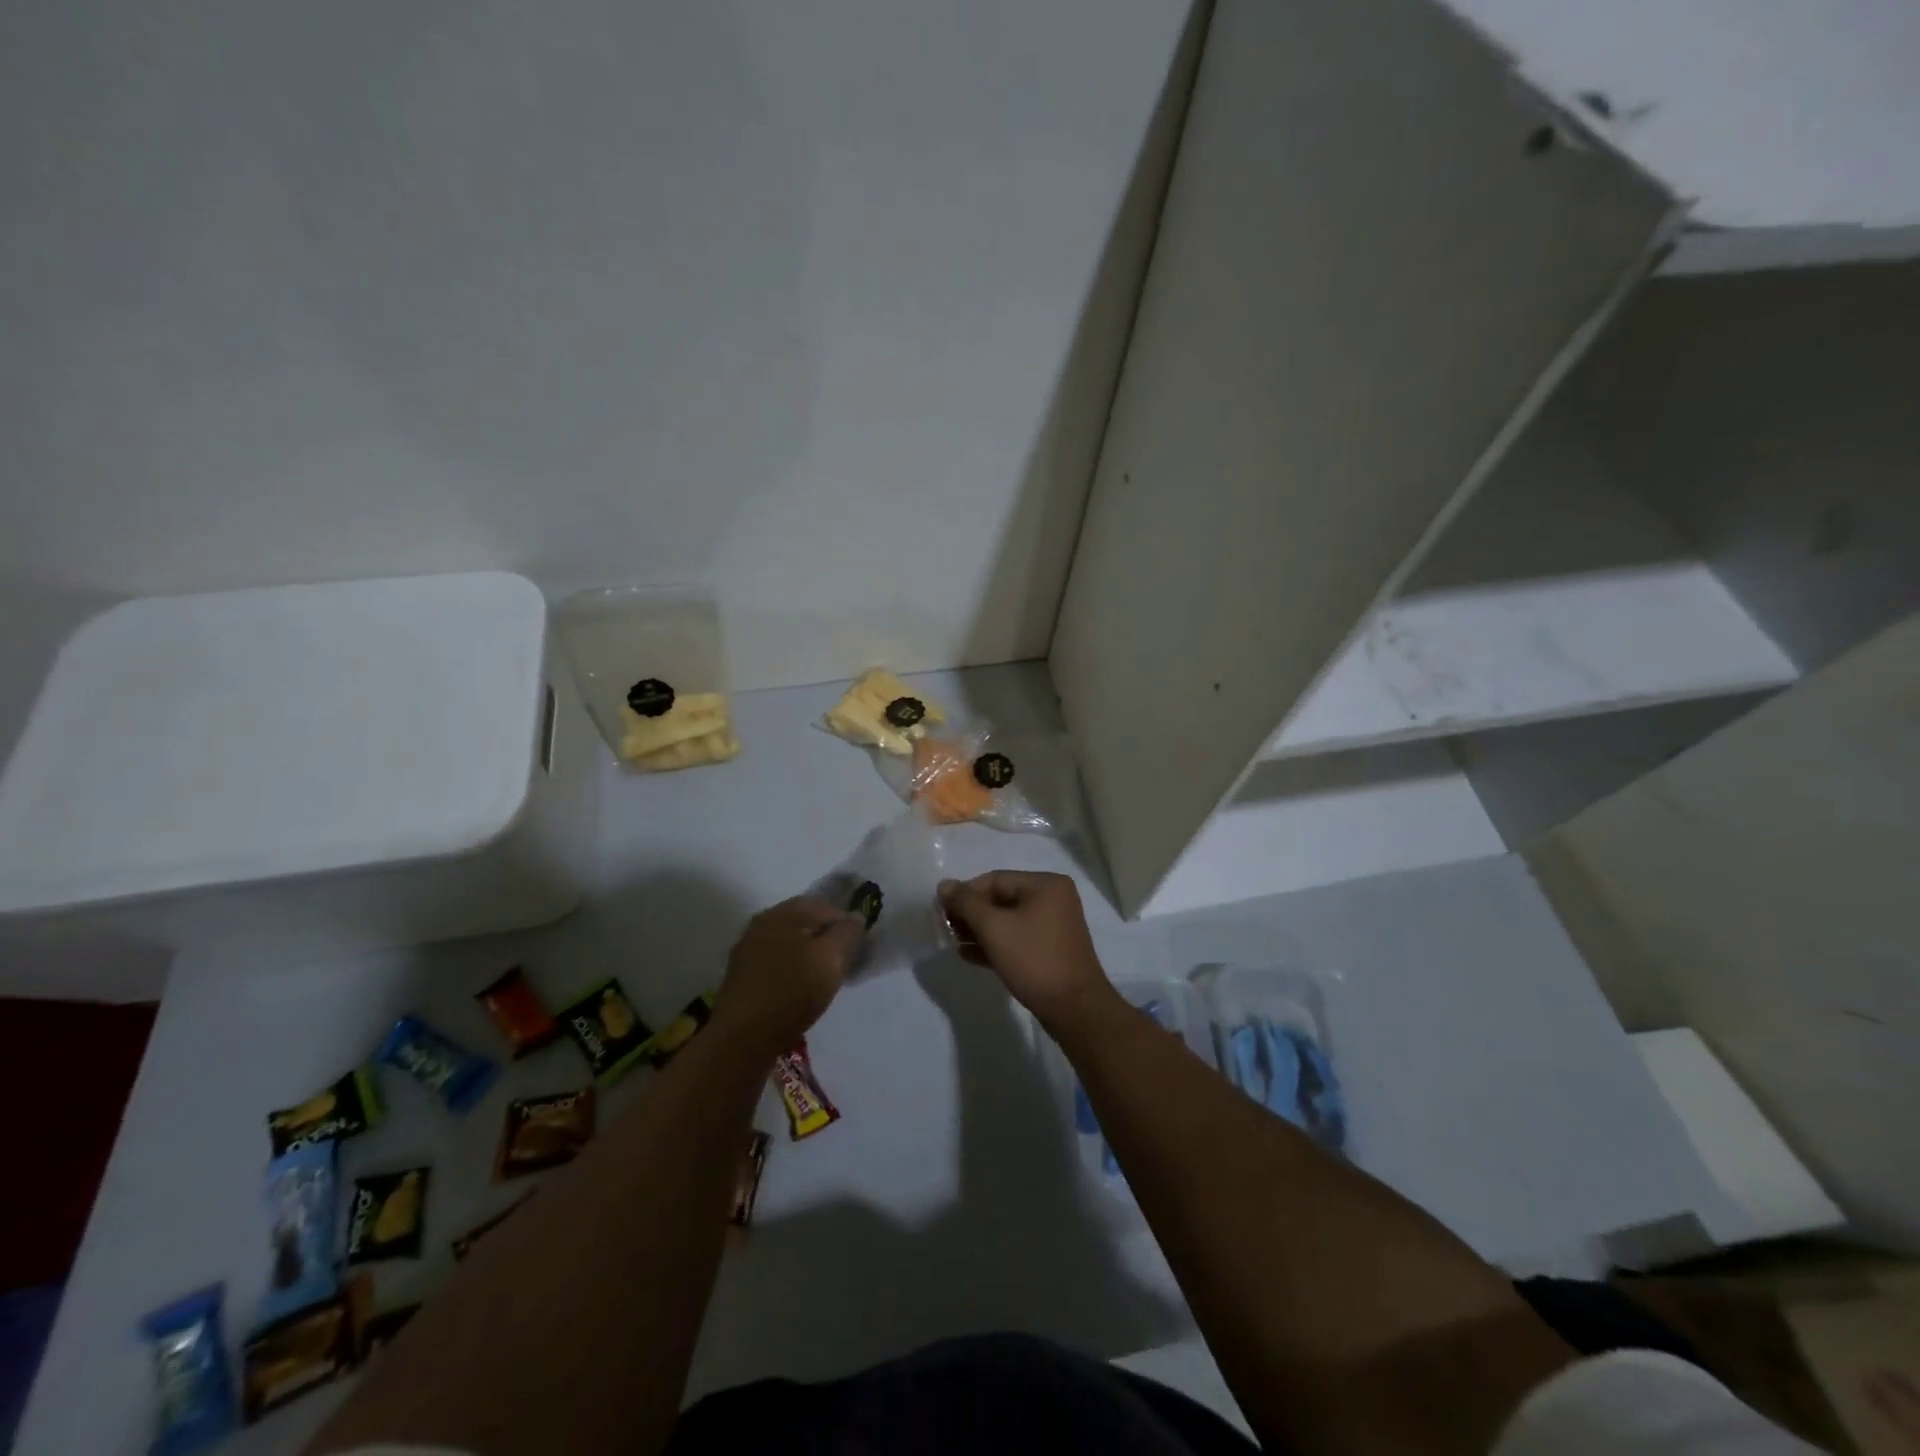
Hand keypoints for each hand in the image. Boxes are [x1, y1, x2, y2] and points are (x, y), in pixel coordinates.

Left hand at [712, 897, 863, 1055]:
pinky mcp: (741, 974)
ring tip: (820, 979)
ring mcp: (747, 949)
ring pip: (788, 942)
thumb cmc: (792, 992)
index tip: (856, 950)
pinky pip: (775, 961)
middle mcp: (762, 922)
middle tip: (840, 964)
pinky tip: (796, 989)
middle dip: (825, 938)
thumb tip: (855, 916)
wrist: (742, 1038)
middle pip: (804, 922)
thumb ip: (848, 932)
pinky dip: (790, 969)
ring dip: (807, 954)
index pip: (826, 907)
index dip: (846, 925)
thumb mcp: (832, 959)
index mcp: (784, 912)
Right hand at [938, 871, 1114, 1028]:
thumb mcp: (994, 928)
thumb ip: (966, 904)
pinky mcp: (1050, 950)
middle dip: (971, 914)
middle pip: (1001, 899)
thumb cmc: (1034, 960)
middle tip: (946, 929)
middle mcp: (1052, 899)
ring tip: (953, 943)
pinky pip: (1016, 939)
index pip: (995, 880)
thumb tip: (944, 884)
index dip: (965, 894)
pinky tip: (968, 956)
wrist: (1074, 1009)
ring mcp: (1053, 926)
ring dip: (979, 931)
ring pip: (1007, 921)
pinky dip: (994, 945)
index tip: (941, 911)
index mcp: (1045, 885)